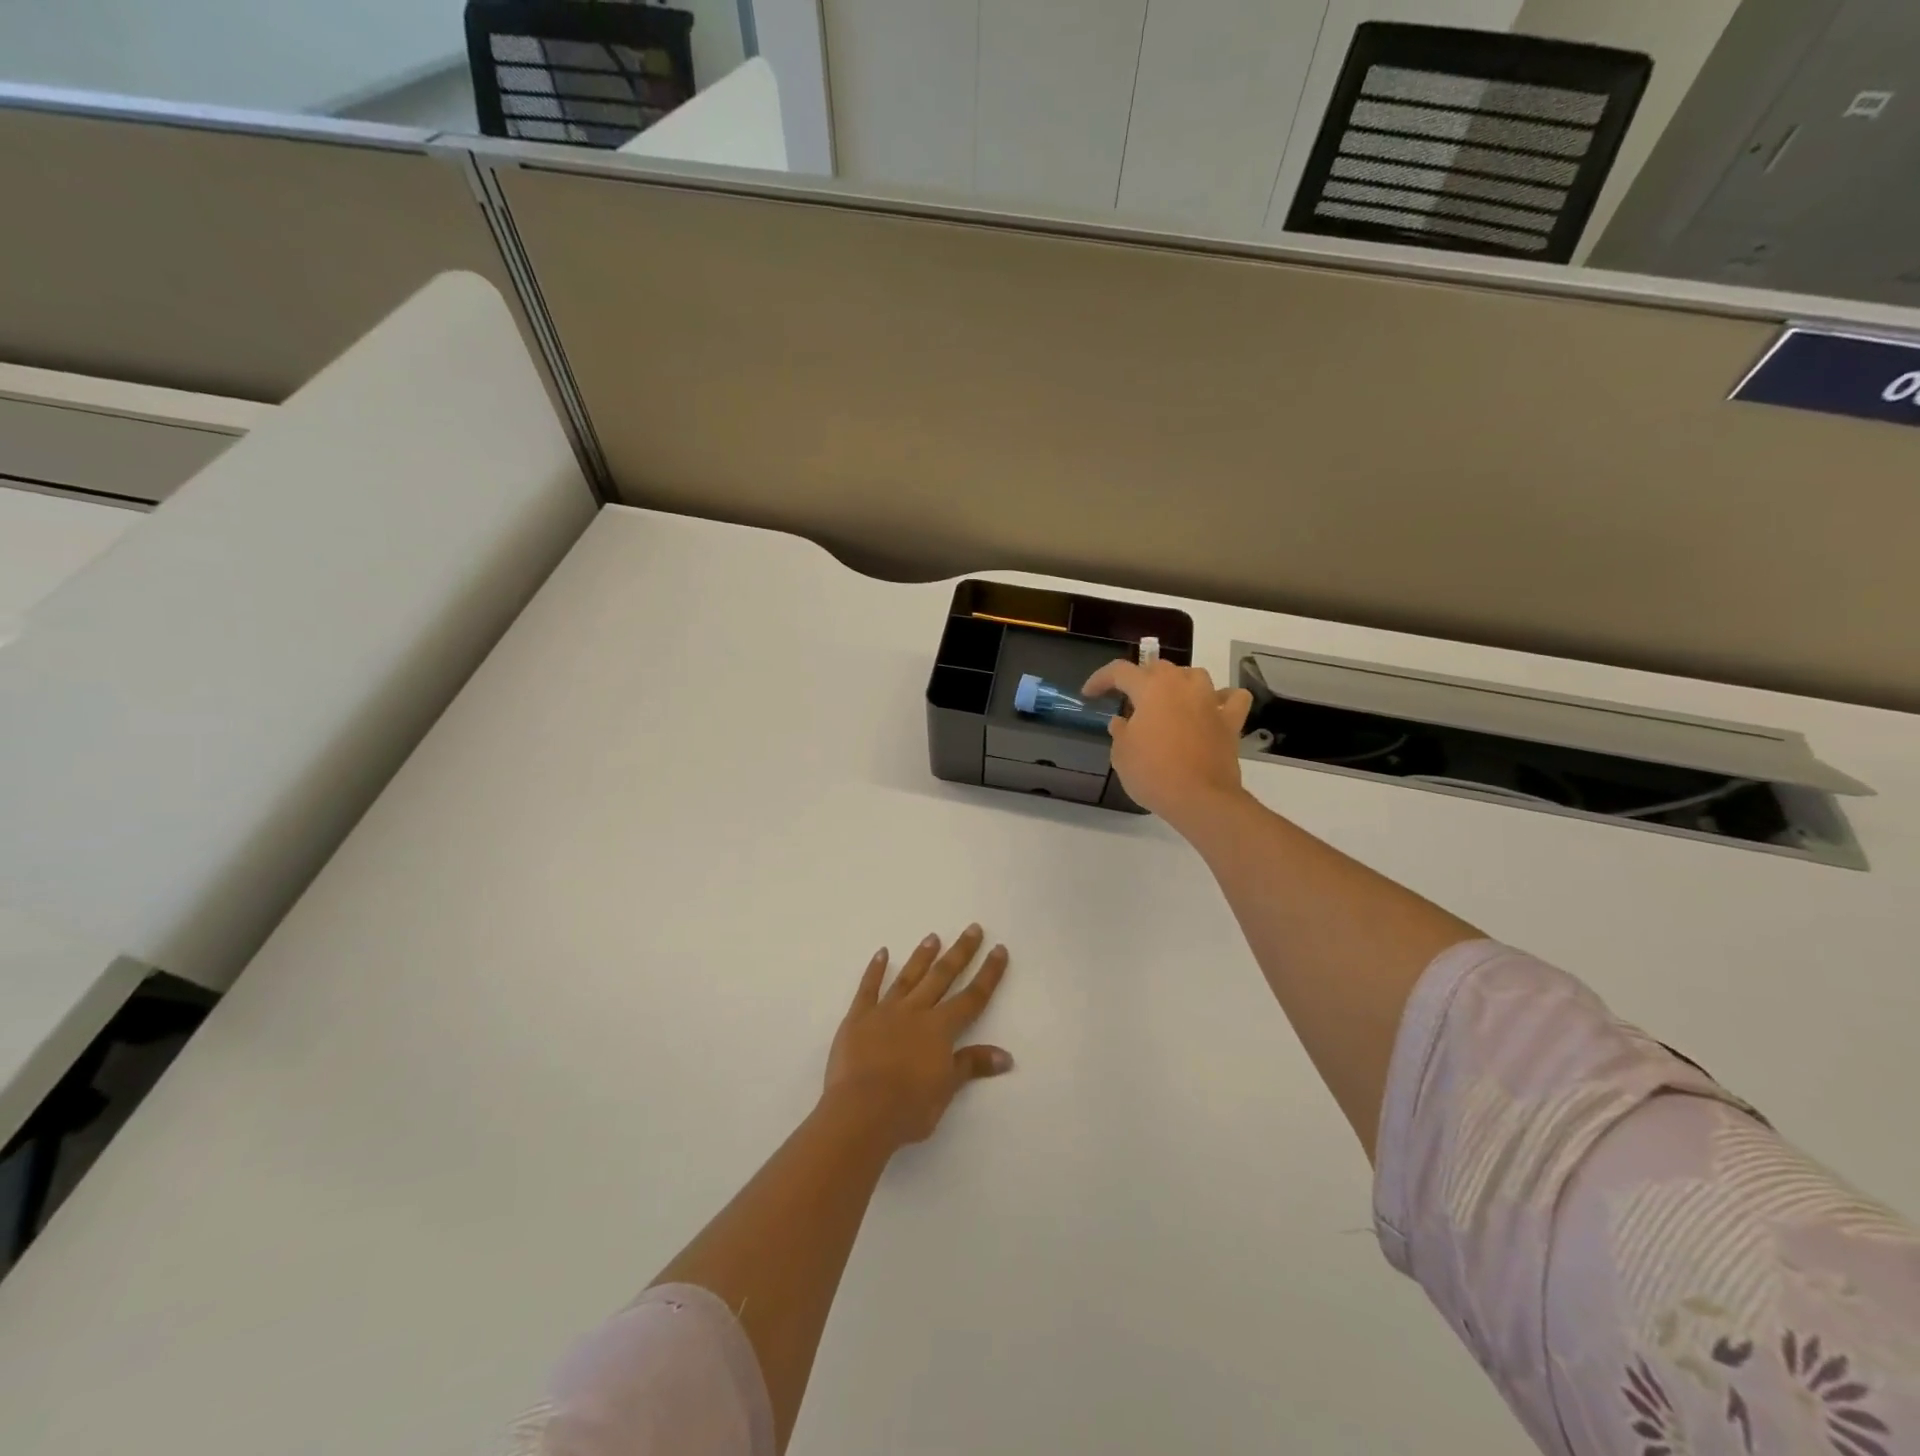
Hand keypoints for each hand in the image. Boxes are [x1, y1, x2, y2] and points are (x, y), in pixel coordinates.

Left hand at [822, 924, 1012, 1150]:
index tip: (999, 949)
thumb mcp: (946, 1089)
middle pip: (942, 976)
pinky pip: (868, 988)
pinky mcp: (858, 1017)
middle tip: (973, 928)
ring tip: (933, 936)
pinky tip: (882, 953)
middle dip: (960, 952)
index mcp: (940, 1029)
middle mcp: (916, 1011)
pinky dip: (874, 969)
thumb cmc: (909, 1107)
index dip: (988, 974)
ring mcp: (885, 1011)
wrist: (861, 1111)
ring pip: (908, 977)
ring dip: (922, 956)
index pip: (972, 997)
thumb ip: (972, 1065)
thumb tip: (1006, 1056)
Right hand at [1082, 659, 1253, 830]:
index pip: (1119, 671)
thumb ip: (1120, 731)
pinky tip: (1213, 708)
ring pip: (1195, 675)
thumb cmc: (1153, 774)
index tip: (1089, 694)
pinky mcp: (1230, 721)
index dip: (1100, 679)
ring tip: (1169, 700)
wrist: (1200, 798)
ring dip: (1179, 682)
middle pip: (1159, 668)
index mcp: (1151, 688)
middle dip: (1140, 679)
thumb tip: (1122, 722)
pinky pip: (1232, 698)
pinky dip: (1223, 699)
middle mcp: (1182, 685)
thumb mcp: (1121, 754)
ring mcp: (1210, 701)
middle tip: (1129, 700)